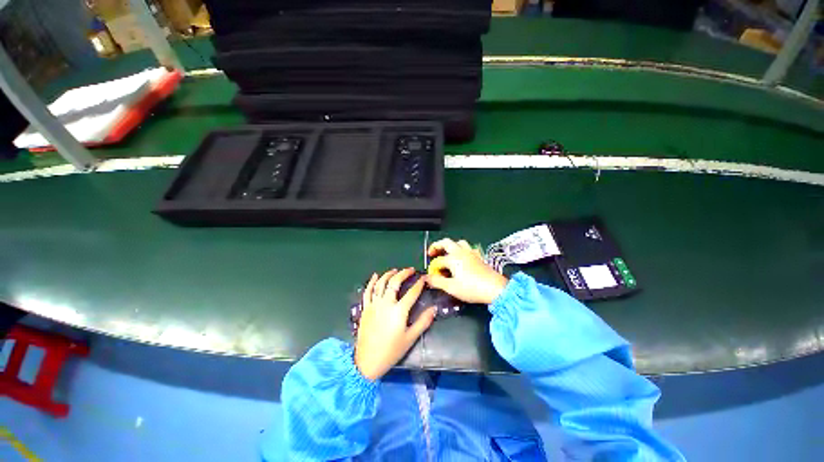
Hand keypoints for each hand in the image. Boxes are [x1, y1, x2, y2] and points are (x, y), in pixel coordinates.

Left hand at [355, 268, 435, 380]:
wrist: (367, 361)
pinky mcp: (365, 308)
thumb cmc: (391, 351)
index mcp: (399, 311)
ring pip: (380, 284)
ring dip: (388, 274)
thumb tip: (434, 309)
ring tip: (395, 270)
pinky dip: (371, 282)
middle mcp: (386, 304)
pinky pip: (367, 291)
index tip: (424, 278)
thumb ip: (423, 322)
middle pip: (394, 283)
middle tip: (410, 270)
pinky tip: (375, 275)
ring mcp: (374, 305)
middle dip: (403, 273)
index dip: (419, 284)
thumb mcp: (410, 338)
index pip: (412, 293)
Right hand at [427, 238, 507, 304]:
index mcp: (453, 258)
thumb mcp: (451, 288)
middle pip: (446, 242)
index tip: (432, 277)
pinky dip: (462, 250)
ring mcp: (471, 253)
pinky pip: (468, 248)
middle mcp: (461, 252)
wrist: (495, 289)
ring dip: (450, 246)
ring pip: (458, 242)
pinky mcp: (479, 256)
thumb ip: (437, 282)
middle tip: (432, 253)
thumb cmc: (472, 288)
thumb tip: (426, 278)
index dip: (433, 268)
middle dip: (437, 246)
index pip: (438, 261)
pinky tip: (462, 258)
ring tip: (447, 254)